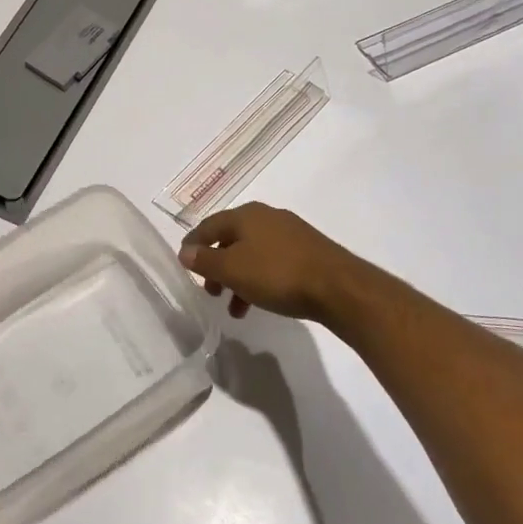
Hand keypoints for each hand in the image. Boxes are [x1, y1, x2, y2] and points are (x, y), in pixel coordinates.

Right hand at [179, 203, 361, 322]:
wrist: (339, 287)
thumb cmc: (277, 274)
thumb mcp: (233, 270)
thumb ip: (205, 261)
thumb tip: (185, 251)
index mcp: (245, 215)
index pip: (208, 225)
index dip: (193, 244)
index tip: (183, 263)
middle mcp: (267, 217)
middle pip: (231, 239)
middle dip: (216, 266)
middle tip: (210, 291)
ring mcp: (290, 233)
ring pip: (252, 253)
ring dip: (238, 278)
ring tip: (235, 308)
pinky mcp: (308, 251)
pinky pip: (273, 262)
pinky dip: (260, 280)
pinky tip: (262, 301)